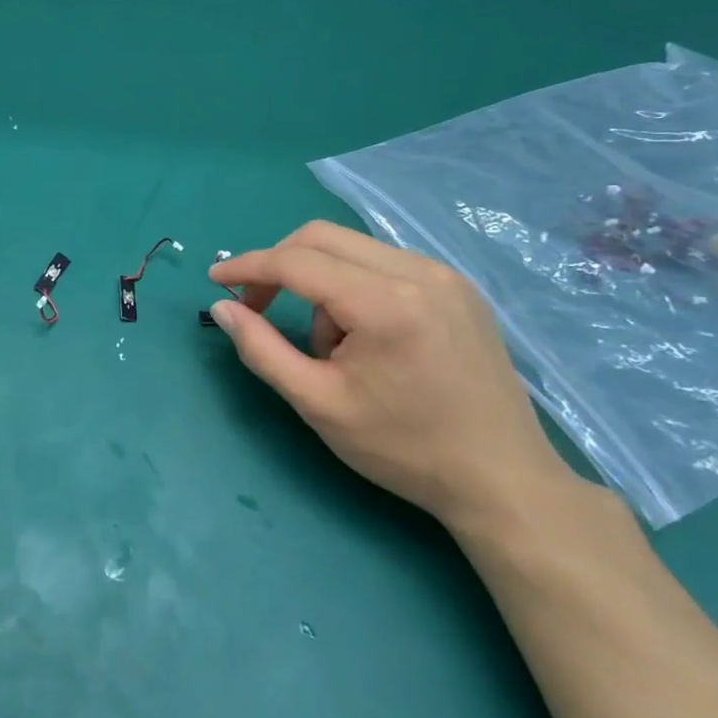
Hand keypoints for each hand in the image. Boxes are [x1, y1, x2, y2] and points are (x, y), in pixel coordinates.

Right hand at [208, 221, 584, 529]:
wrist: (503, 480)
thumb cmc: (404, 448)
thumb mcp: (318, 403)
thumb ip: (261, 349)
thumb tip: (222, 307)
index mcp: (384, 303)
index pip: (296, 261)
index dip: (247, 267)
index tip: (214, 280)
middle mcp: (418, 272)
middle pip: (321, 238)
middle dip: (278, 266)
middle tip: (256, 306)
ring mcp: (445, 275)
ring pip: (351, 250)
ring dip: (319, 282)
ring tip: (329, 345)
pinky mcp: (459, 287)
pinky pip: (384, 264)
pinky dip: (353, 286)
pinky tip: (363, 335)